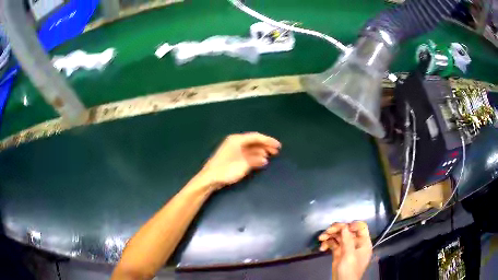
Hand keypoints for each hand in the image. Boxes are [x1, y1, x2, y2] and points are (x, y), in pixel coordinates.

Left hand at [195, 132, 280, 188]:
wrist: (210, 178)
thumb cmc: (226, 170)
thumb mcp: (243, 165)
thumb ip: (255, 160)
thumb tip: (265, 159)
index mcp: (237, 140)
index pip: (256, 137)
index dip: (268, 140)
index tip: (278, 146)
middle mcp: (235, 142)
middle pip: (254, 141)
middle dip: (265, 146)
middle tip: (276, 152)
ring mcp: (233, 149)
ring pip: (250, 147)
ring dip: (260, 151)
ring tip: (270, 156)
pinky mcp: (232, 156)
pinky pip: (246, 153)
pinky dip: (254, 156)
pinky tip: (261, 160)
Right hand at [318, 221, 372, 279]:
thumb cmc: (349, 270)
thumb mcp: (349, 255)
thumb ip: (347, 240)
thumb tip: (344, 226)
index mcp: (363, 242)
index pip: (361, 227)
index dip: (352, 225)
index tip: (342, 227)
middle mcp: (356, 243)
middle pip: (348, 230)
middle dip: (337, 230)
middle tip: (326, 232)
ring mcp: (347, 248)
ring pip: (339, 236)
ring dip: (330, 236)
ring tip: (321, 239)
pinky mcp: (338, 253)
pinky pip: (333, 244)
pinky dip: (327, 244)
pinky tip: (322, 248)